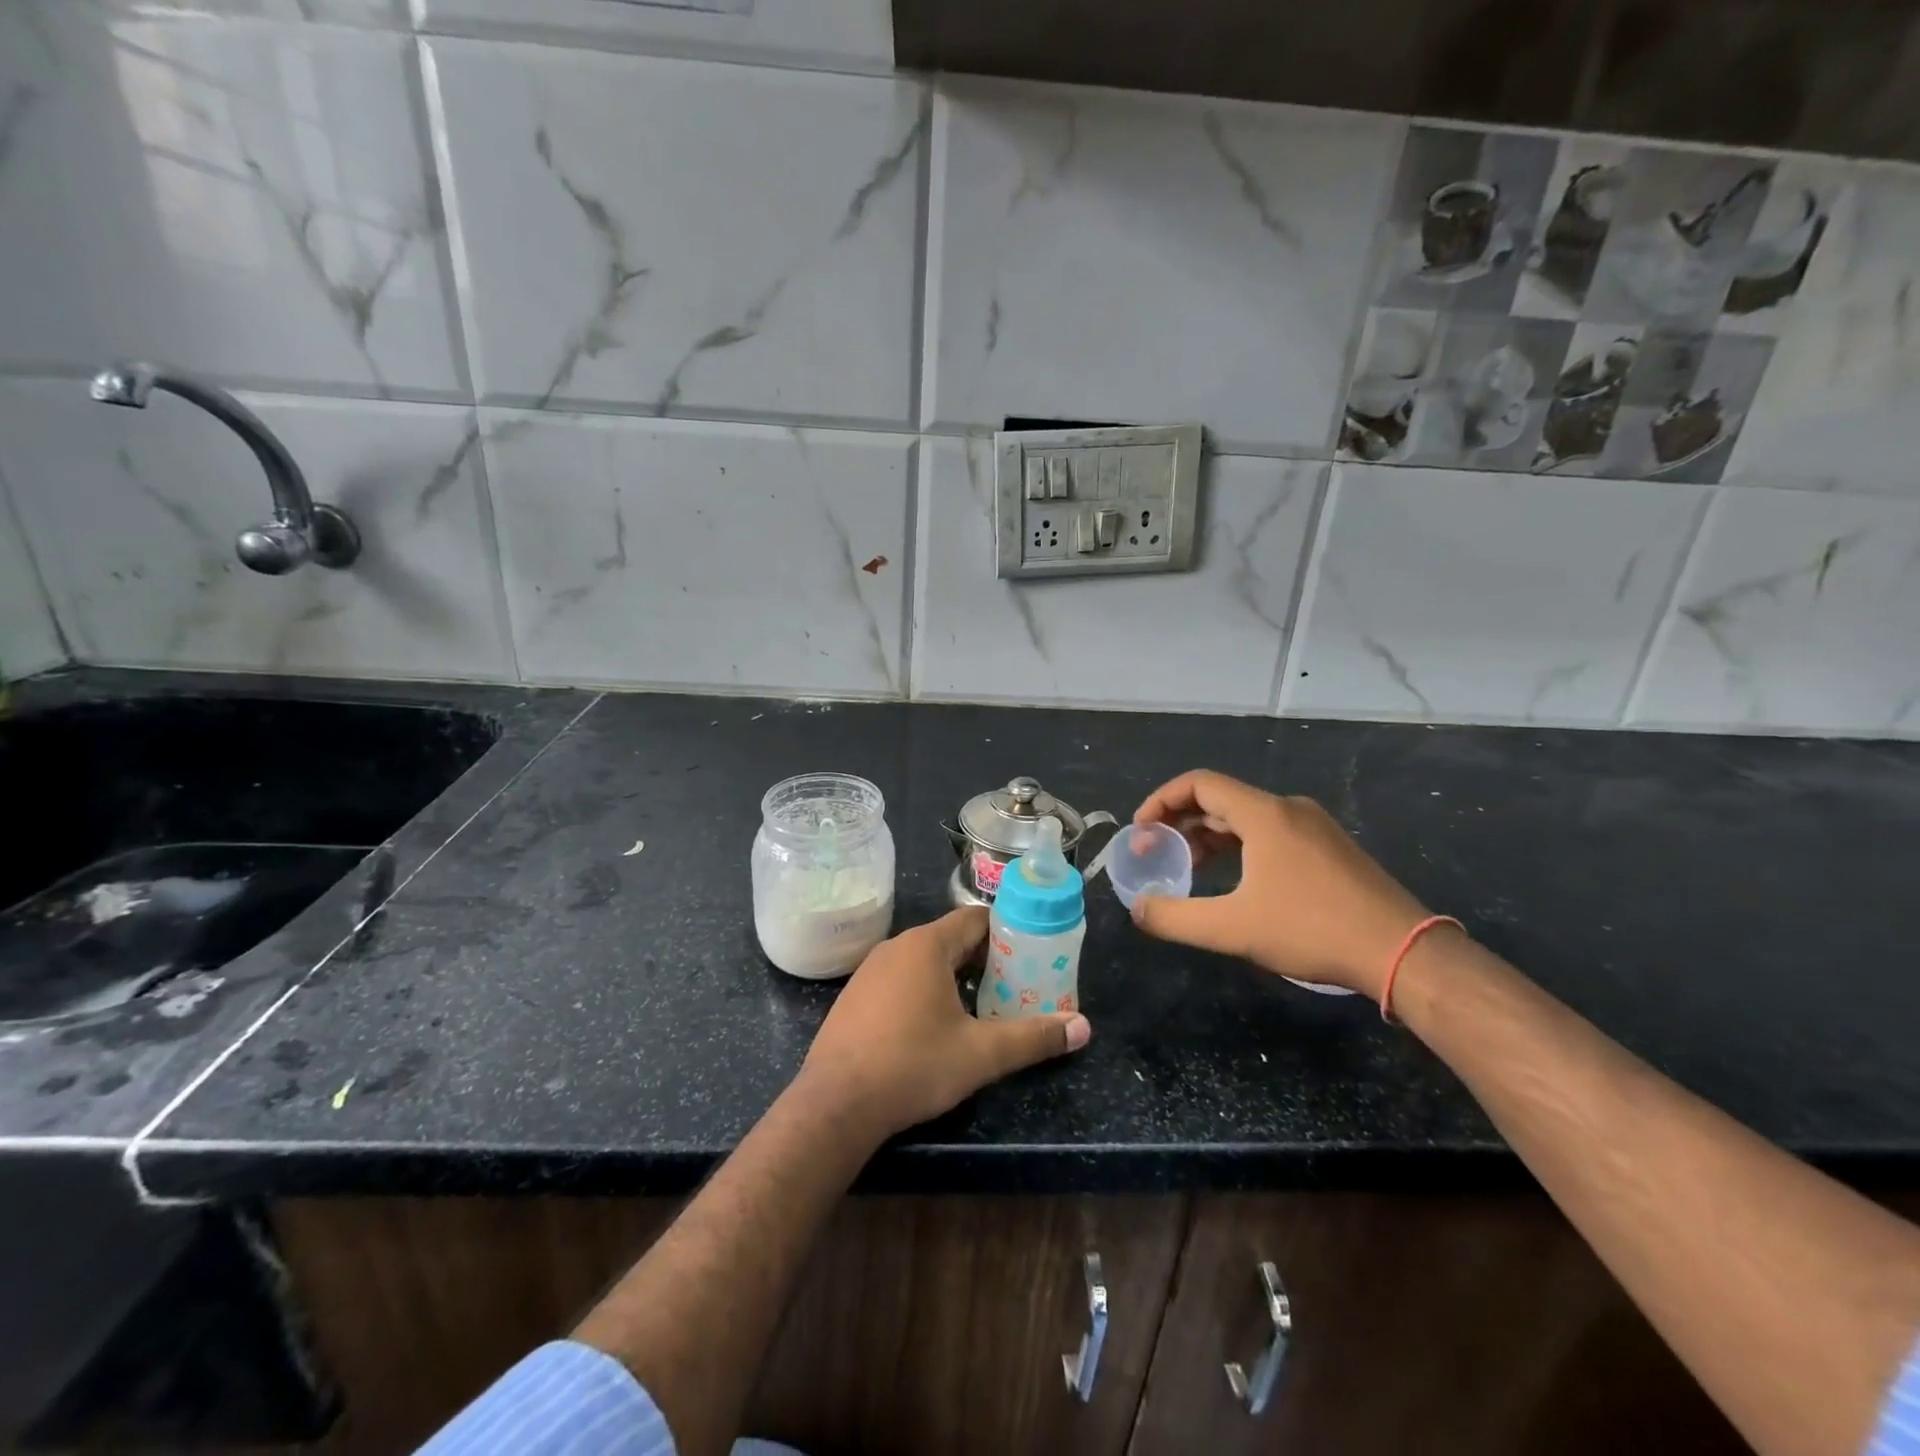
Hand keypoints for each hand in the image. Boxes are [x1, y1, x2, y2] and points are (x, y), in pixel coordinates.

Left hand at [798, 907, 1090, 1138]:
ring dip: (955, 977)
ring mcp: (870, 970)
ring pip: (925, 961)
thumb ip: (1033, 1038)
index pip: (976, 919)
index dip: (1007, 933)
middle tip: (1016, 987)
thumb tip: (1083, 1028)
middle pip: (951, 940)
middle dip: (986, 960)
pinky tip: (935, 1027)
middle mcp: (896, 947)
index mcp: (927, 945)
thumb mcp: (981, 1054)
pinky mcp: (855, 996)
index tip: (1032, 956)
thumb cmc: (912, 1066)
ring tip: (983, 1007)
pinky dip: (925, 991)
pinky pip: (900, 979)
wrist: (835, 1104)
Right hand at [1130, 770, 1432, 999]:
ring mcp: (1314, 826)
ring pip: (1246, 817)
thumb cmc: (1312, 930)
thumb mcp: (1233, 929)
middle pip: (1221, 799)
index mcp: (1264, 814)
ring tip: (1188, 865)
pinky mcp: (1330, 847)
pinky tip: (1234, 878)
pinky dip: (1239, 845)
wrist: (1403, 951)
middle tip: (1157, 851)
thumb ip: (1176, 918)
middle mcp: (1289, 808)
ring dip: (1209, 835)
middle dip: (1181, 821)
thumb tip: (1138, 910)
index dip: (1161, 800)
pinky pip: (1270, 832)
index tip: (1141, 830)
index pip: (1199, 784)